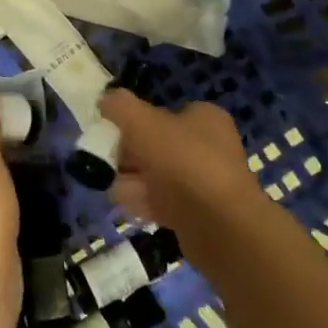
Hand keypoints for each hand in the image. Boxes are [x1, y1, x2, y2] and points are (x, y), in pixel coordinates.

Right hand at [99, 89, 262, 235]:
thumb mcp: (144, 124)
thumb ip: (121, 107)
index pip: (164, 112)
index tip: (115, 132)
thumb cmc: (184, 163)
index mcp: (205, 119)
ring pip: (157, 176)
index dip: (137, 120)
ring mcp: (205, 183)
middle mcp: (209, 147)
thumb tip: (105, 100)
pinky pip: (164, 203)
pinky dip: (147, 203)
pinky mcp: (198, 215)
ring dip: (134, 181)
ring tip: (121, 189)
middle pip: (156, 145)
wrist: (221, 228)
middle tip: (113, 164)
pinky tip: (134, 207)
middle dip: (130, 155)